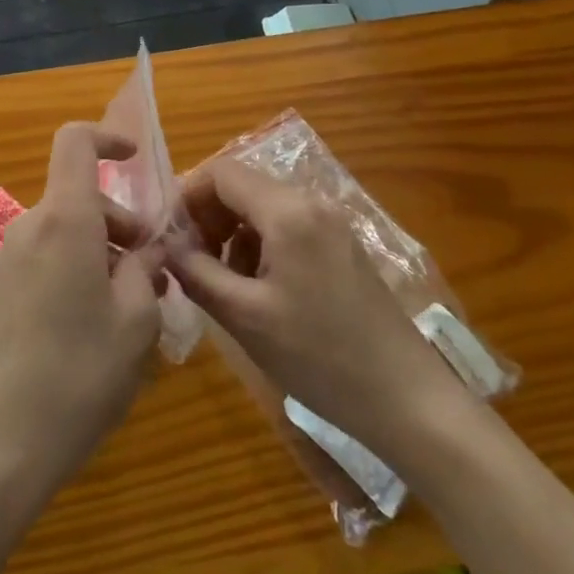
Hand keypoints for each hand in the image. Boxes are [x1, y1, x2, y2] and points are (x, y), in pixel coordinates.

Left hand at [0, 123, 166, 499]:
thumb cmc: (79, 374)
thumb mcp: (136, 322)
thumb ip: (146, 271)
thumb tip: (148, 250)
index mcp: (64, 219)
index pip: (75, 142)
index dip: (107, 137)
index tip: (135, 159)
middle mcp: (29, 227)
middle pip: (78, 196)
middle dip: (119, 222)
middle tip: (151, 273)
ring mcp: (5, 259)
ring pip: (63, 232)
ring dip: (98, 252)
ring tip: (127, 310)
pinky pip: (42, 259)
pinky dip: (72, 270)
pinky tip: (89, 329)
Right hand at [167, 158, 462, 455]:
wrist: (408, 401)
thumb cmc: (320, 357)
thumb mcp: (244, 317)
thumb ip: (196, 272)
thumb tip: (165, 245)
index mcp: (286, 211)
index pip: (221, 172)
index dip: (187, 196)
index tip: (170, 236)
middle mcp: (311, 202)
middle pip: (243, 186)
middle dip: (209, 216)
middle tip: (191, 261)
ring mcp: (332, 223)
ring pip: (263, 207)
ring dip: (233, 233)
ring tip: (222, 281)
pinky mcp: (343, 246)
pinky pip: (288, 226)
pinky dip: (261, 244)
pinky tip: (258, 289)